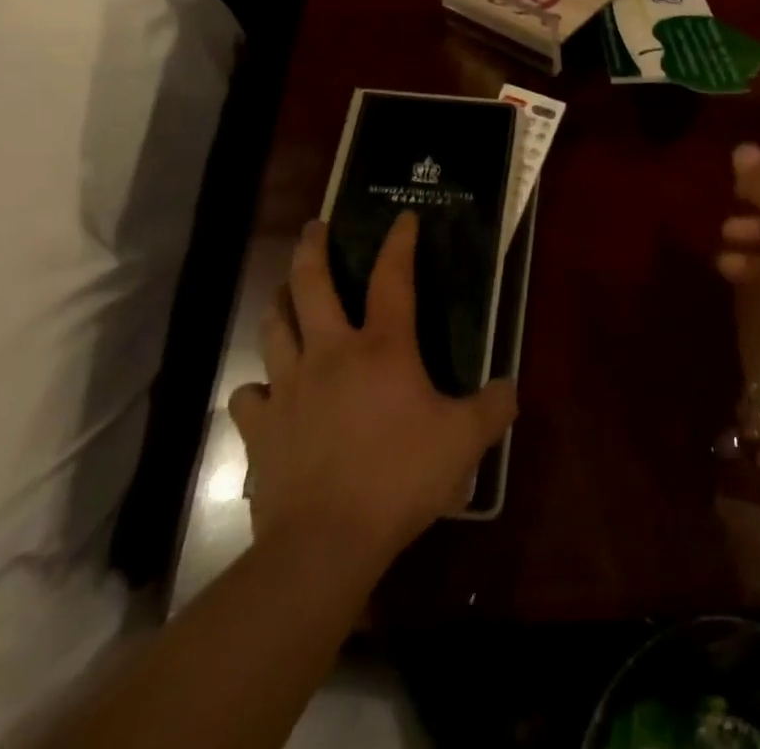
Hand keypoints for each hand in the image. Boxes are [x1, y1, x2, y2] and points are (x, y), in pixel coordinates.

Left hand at [227, 212, 516, 569]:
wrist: (324, 543)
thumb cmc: (400, 478)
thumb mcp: (464, 441)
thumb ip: (493, 408)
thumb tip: (510, 387)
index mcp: (382, 347)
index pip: (392, 277)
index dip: (399, 242)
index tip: (402, 217)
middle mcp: (329, 353)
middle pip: (310, 285)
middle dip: (311, 249)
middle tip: (313, 228)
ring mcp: (289, 388)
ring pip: (273, 329)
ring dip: (278, 305)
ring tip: (282, 294)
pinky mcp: (261, 428)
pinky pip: (249, 396)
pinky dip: (256, 389)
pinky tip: (263, 394)